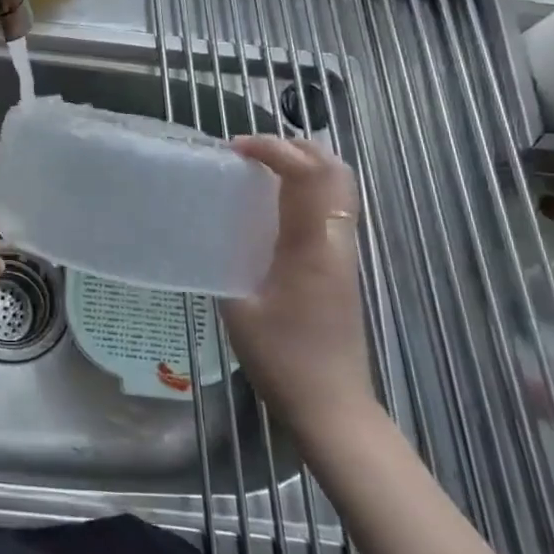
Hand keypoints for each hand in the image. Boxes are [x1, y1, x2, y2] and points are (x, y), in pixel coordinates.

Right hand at [222, 136, 374, 438]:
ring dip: (303, 166)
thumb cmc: (283, 360)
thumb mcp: (239, 308)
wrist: (333, 406)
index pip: (306, 175)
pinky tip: (271, 208)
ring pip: (337, 188)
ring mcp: (343, 254)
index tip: (234, 149)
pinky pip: (329, 209)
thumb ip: (226, 262)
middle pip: (335, 170)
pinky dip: (305, 190)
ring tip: (259, 171)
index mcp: (311, 247)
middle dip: (296, 147)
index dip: (273, 149)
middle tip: (250, 151)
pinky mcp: (340, 267)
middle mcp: (335, 241)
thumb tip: (210, 233)